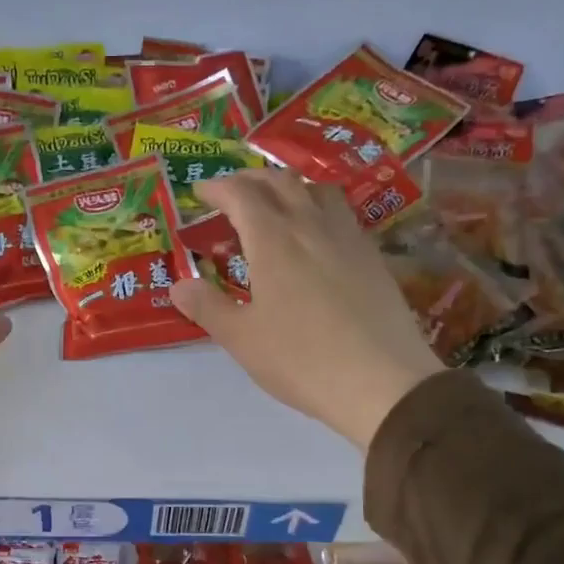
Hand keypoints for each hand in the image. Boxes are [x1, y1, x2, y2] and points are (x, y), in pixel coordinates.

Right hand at [169, 170, 442, 448]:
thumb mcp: (242, 339)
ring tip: (275, 206)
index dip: (218, 188)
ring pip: (317, 190)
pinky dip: (318, 208)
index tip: (201, 193)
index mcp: (273, 240)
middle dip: (251, 180)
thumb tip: (180, 284)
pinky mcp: (373, 257)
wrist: (384, 383)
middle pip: (280, 182)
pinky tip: (316, 237)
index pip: (241, 195)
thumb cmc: (302, 360)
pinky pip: (341, 214)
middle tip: (232, 194)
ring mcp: (348, 238)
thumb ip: (208, 307)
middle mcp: (311, 226)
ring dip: (289, 187)